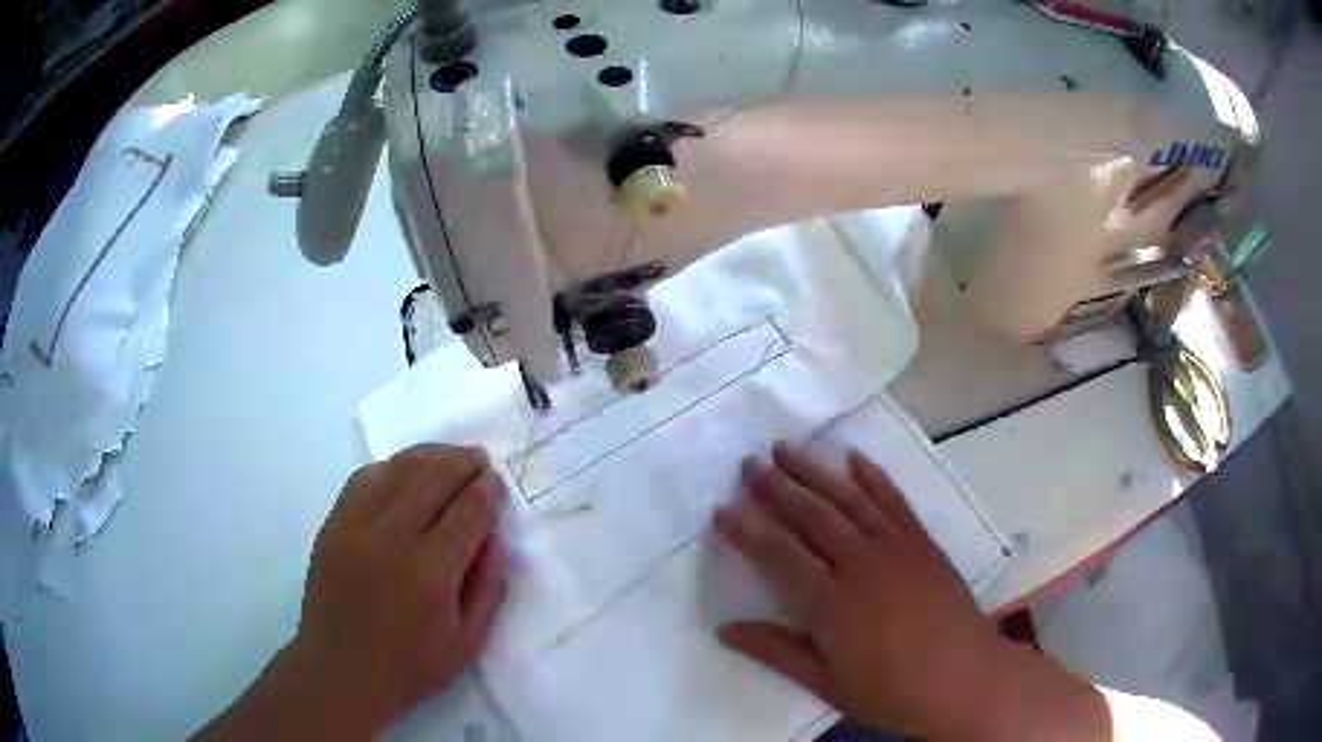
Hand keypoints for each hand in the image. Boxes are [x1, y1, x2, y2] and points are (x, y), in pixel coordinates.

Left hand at [294, 444, 508, 727]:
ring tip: (450, 457)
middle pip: (433, 477)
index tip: (498, 483)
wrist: (340, 671)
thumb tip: (495, 540)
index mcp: (430, 574)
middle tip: (480, 460)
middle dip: (463, 462)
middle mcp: (391, 539)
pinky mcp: (333, 523)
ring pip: (398, 468)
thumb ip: (489, 590)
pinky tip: (405, 473)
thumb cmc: (409, 667)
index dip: (488, 491)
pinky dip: (392, 467)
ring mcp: (355, 525)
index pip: (468, 512)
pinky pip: (365, 477)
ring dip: (430, 455)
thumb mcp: (467, 644)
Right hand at [713, 442, 1103, 740]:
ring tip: (787, 448)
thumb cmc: (891, 690)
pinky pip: (894, 501)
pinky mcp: (923, 544)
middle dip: (776, 487)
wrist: (964, 679)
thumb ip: (777, 651)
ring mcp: (896, 548)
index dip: (746, 531)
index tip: (722, 509)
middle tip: (749, 462)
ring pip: (848, 499)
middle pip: (811, 516)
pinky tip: (854, 458)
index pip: (778, 556)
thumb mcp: (827, 682)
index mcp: (832, 604)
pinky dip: (873, 477)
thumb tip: (725, 630)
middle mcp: (861, 565)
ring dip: (815, 472)